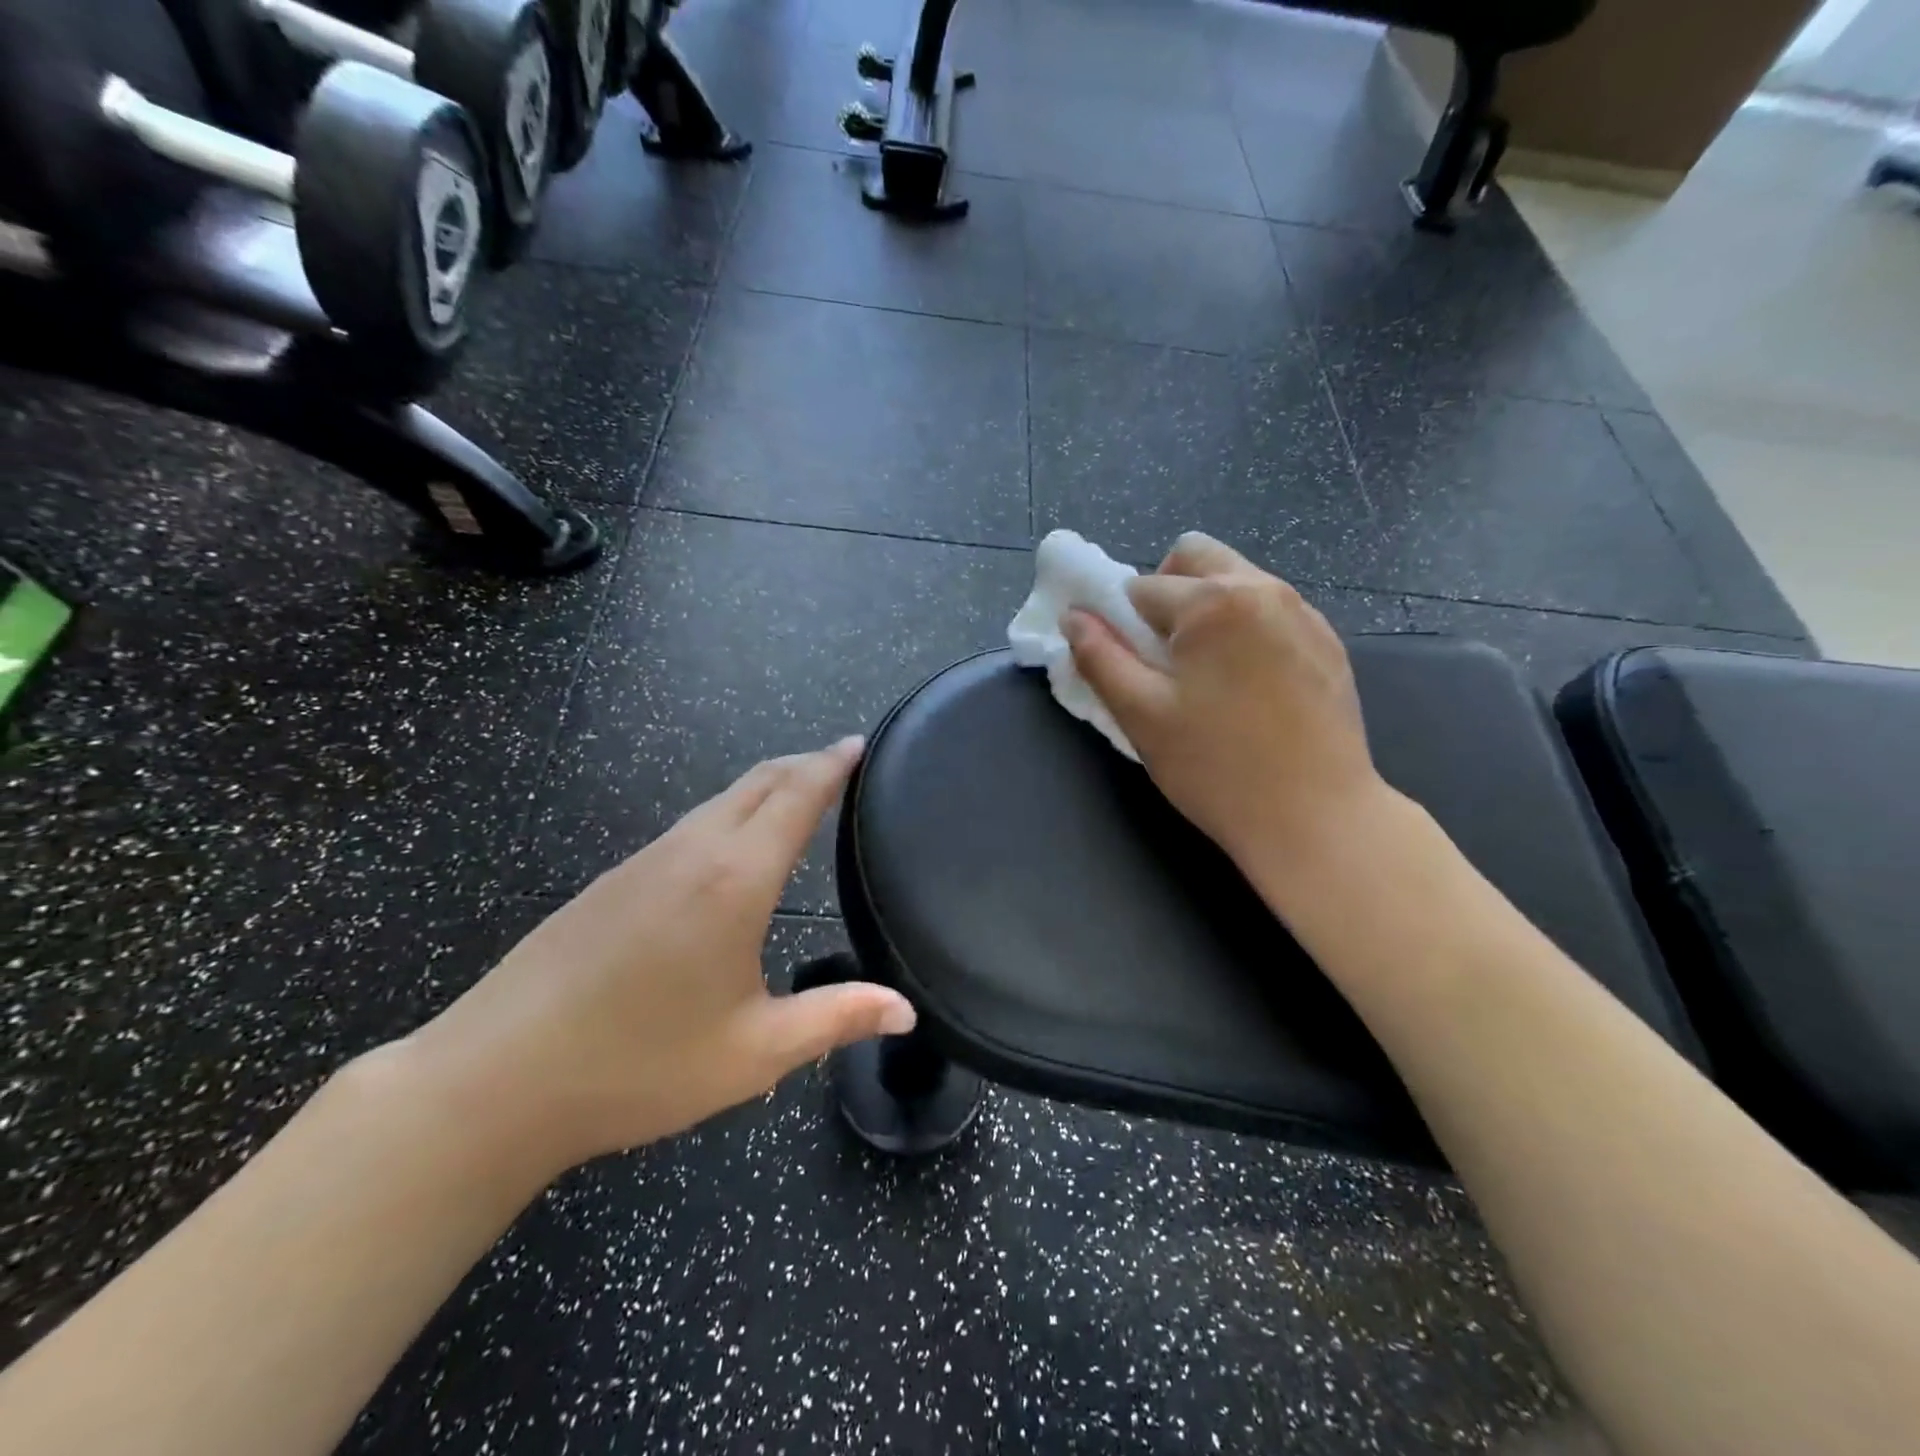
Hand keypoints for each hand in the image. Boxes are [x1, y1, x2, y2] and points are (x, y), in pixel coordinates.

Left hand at [399, 740, 915, 1176]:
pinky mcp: (610, 881)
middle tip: (839, 765)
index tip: (859, 744)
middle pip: (757, 782)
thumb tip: (907, 1011)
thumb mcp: (754, 1052)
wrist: (494, 1080)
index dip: (831, 765)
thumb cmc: (639, 1066)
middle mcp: (691, 851)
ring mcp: (643, 861)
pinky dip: (727, 814)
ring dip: (764, 788)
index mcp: (735, 879)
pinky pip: (687, 826)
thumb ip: (836, 1019)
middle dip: (803, 764)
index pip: (796, 796)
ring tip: (795, 800)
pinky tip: (728, 852)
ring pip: (718, 801)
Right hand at [1062, 533, 1391, 874]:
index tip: (1132, 667)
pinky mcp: (1328, 642)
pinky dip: (1245, 628)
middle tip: (1164, 655)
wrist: (1316, 817)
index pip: (1142, 588)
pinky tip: (1249, 686)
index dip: (1123, 624)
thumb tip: (1073, 617)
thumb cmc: (1216, 767)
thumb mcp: (1141, 714)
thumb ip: (1100, 657)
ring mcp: (1304, 613)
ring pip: (1237, 580)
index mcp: (1213, 601)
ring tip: (1207, 675)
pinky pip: (1271, 610)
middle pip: (1196, 557)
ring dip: (1207, 609)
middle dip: (1166, 591)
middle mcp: (1264, 588)